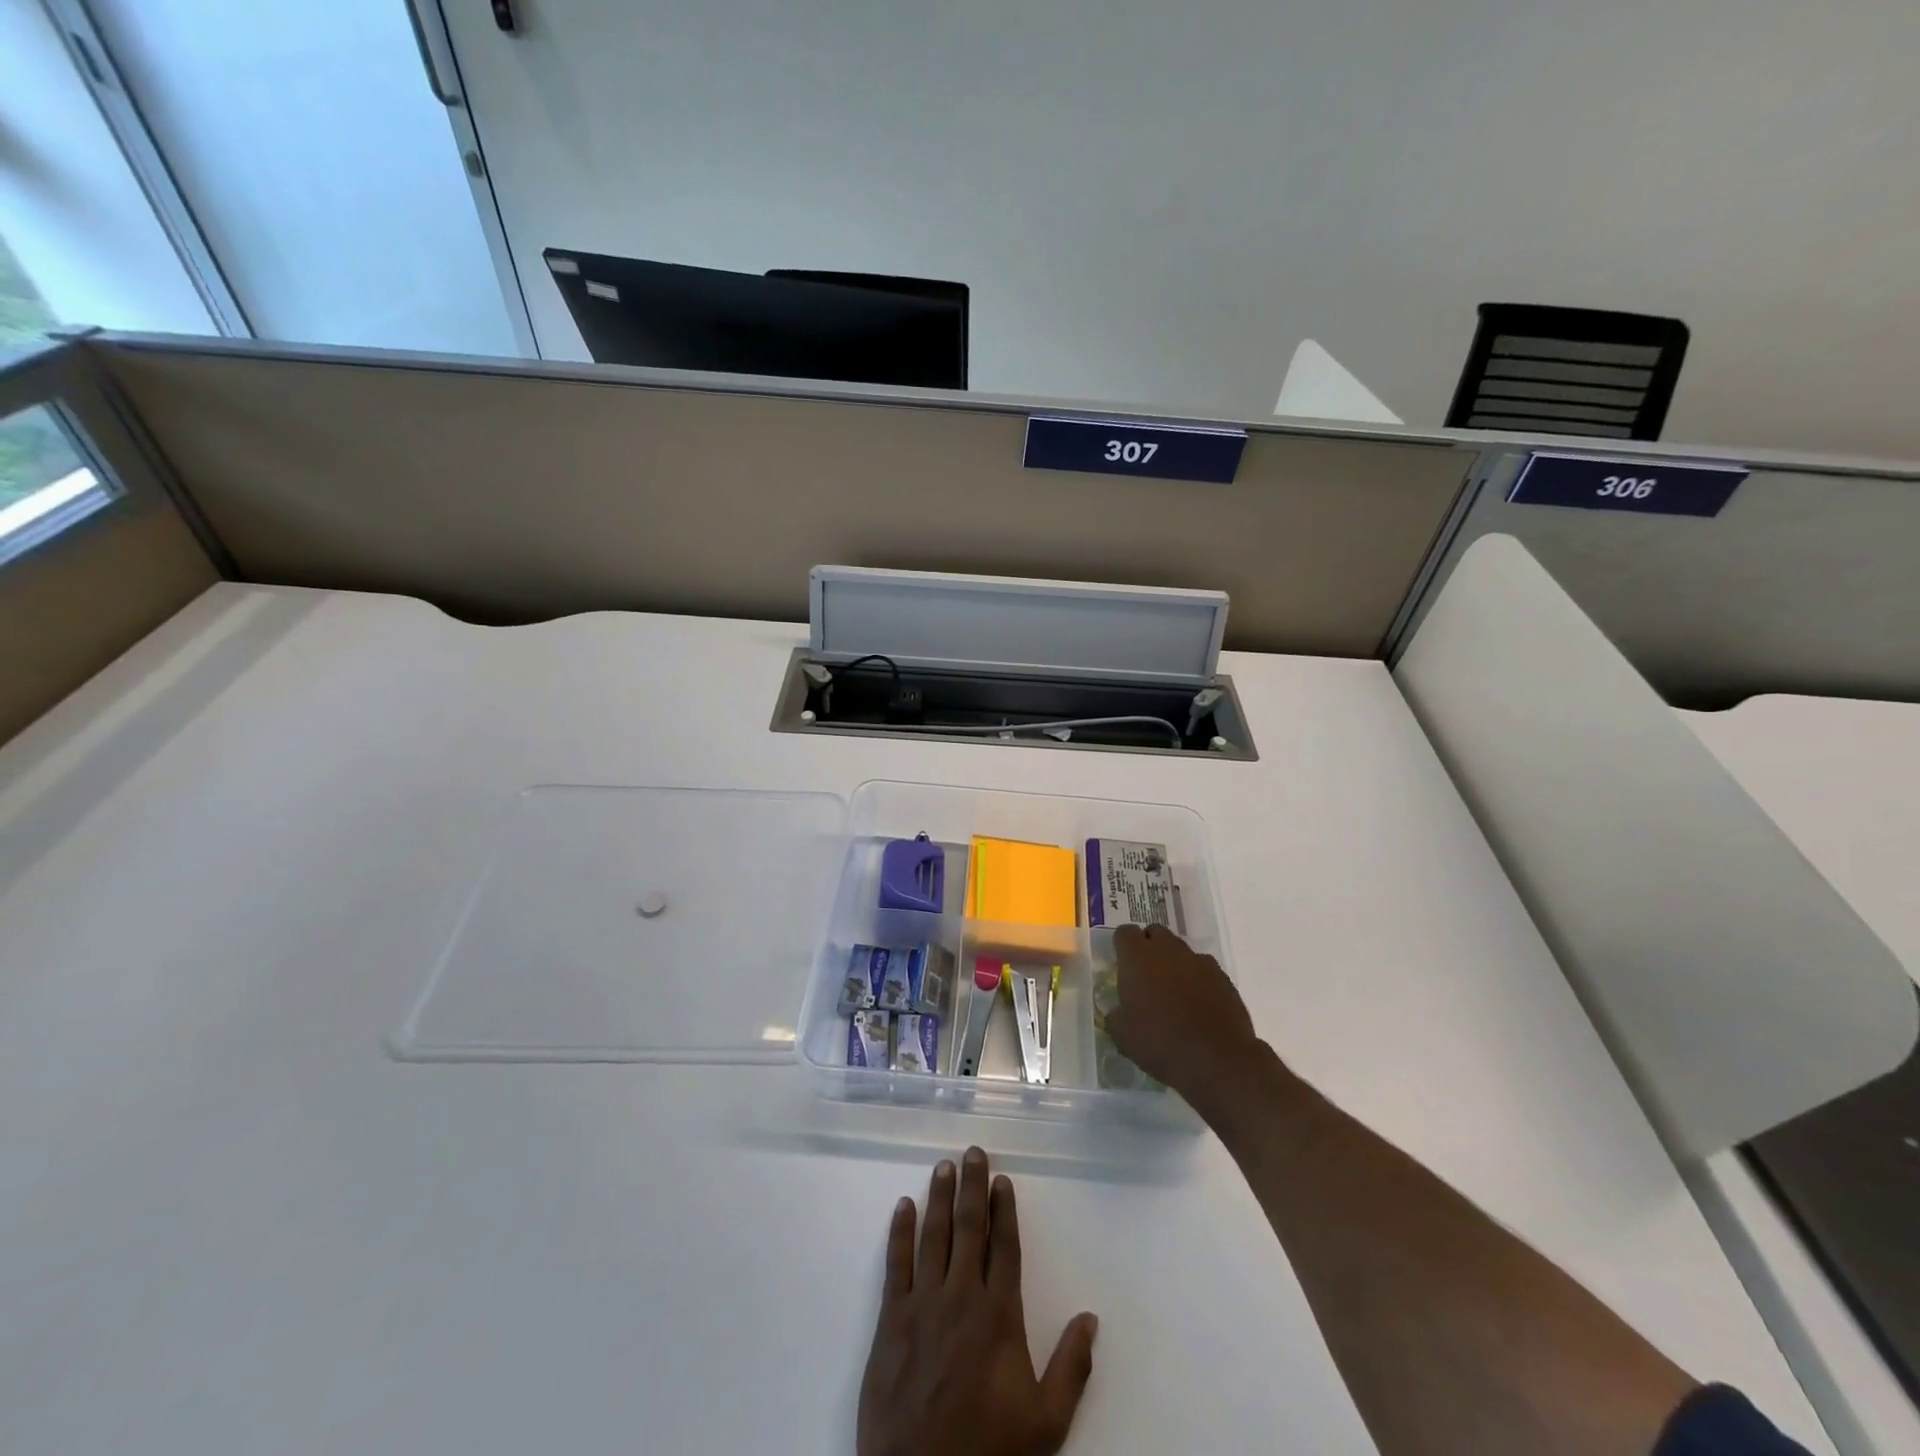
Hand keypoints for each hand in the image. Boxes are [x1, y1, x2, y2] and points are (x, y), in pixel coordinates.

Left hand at [857, 1147, 1097, 1455]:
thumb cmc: (988, 1453)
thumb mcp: (1045, 1424)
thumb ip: (1071, 1368)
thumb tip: (1091, 1318)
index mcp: (998, 1315)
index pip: (1004, 1246)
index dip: (1004, 1210)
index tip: (1003, 1179)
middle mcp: (961, 1297)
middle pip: (969, 1228)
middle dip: (972, 1186)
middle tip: (973, 1152)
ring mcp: (922, 1305)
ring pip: (933, 1236)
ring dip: (939, 1198)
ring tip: (943, 1166)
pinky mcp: (890, 1320)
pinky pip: (895, 1264)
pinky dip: (899, 1232)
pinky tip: (903, 1206)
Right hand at [1105, 924, 1261, 1107]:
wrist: (1216, 1059)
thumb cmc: (1160, 1043)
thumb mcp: (1123, 1036)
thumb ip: (1116, 1017)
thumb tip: (1118, 1012)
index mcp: (1137, 958)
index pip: (1125, 933)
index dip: (1122, 946)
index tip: (1122, 964)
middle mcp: (1168, 950)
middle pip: (1155, 933)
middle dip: (1149, 947)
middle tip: (1145, 976)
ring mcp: (1198, 961)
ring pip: (1181, 950)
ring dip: (1174, 962)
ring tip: (1173, 992)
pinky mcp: (1223, 977)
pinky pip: (1204, 968)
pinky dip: (1198, 978)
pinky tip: (1197, 1004)